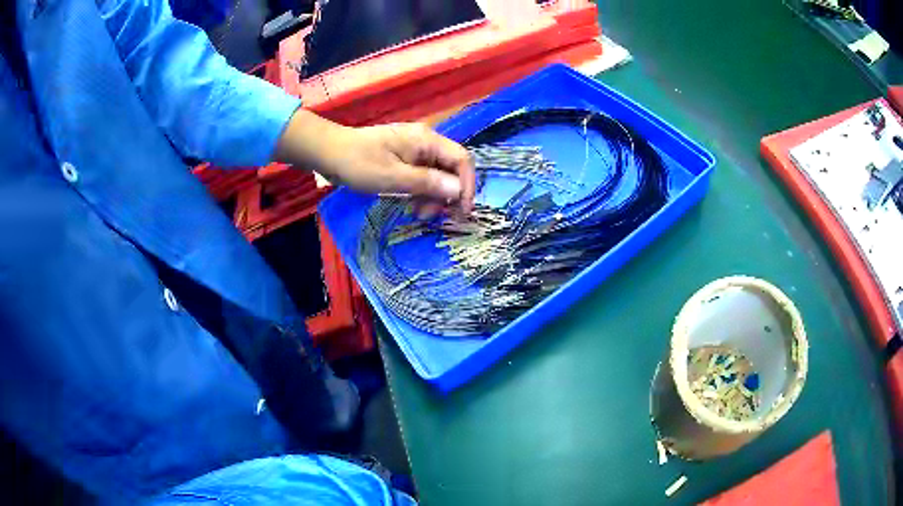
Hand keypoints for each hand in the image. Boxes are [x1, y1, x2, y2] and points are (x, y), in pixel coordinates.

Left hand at [275, 110, 474, 214]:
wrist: (328, 153)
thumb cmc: (359, 163)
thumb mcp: (394, 177)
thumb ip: (428, 183)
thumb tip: (458, 191)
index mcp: (426, 141)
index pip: (461, 160)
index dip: (467, 185)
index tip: (462, 210)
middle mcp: (424, 142)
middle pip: (450, 169)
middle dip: (447, 194)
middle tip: (433, 216)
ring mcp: (413, 150)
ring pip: (436, 175)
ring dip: (432, 196)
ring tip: (417, 214)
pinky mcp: (402, 159)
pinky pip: (421, 176)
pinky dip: (420, 192)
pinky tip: (410, 205)